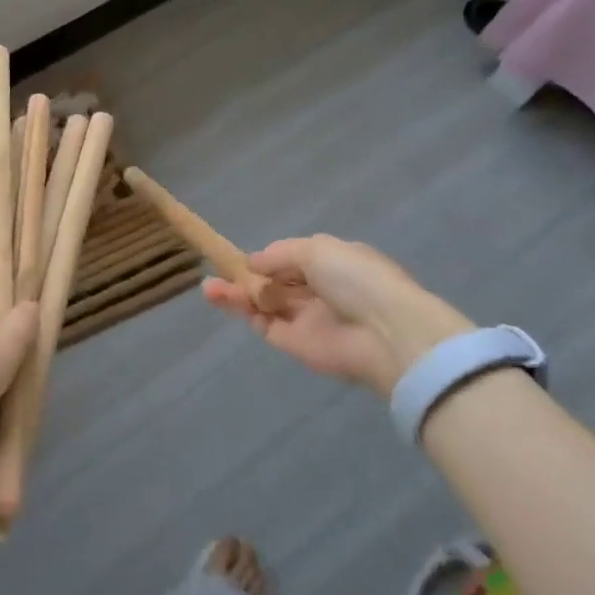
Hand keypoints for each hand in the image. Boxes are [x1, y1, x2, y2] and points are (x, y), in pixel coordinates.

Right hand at [202, 235, 473, 396]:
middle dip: (246, 277)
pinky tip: (222, 299)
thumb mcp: (317, 250)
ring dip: (237, 294)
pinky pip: (266, 325)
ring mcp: (306, 319)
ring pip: (265, 304)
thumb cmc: (356, 279)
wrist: (386, 333)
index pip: (292, 260)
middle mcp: (318, 291)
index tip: (239, 257)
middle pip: (274, 284)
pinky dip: (245, 313)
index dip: (266, 259)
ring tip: (208, 288)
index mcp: (331, 264)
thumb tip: (254, 262)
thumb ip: (280, 254)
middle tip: (215, 272)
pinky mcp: (296, 345)